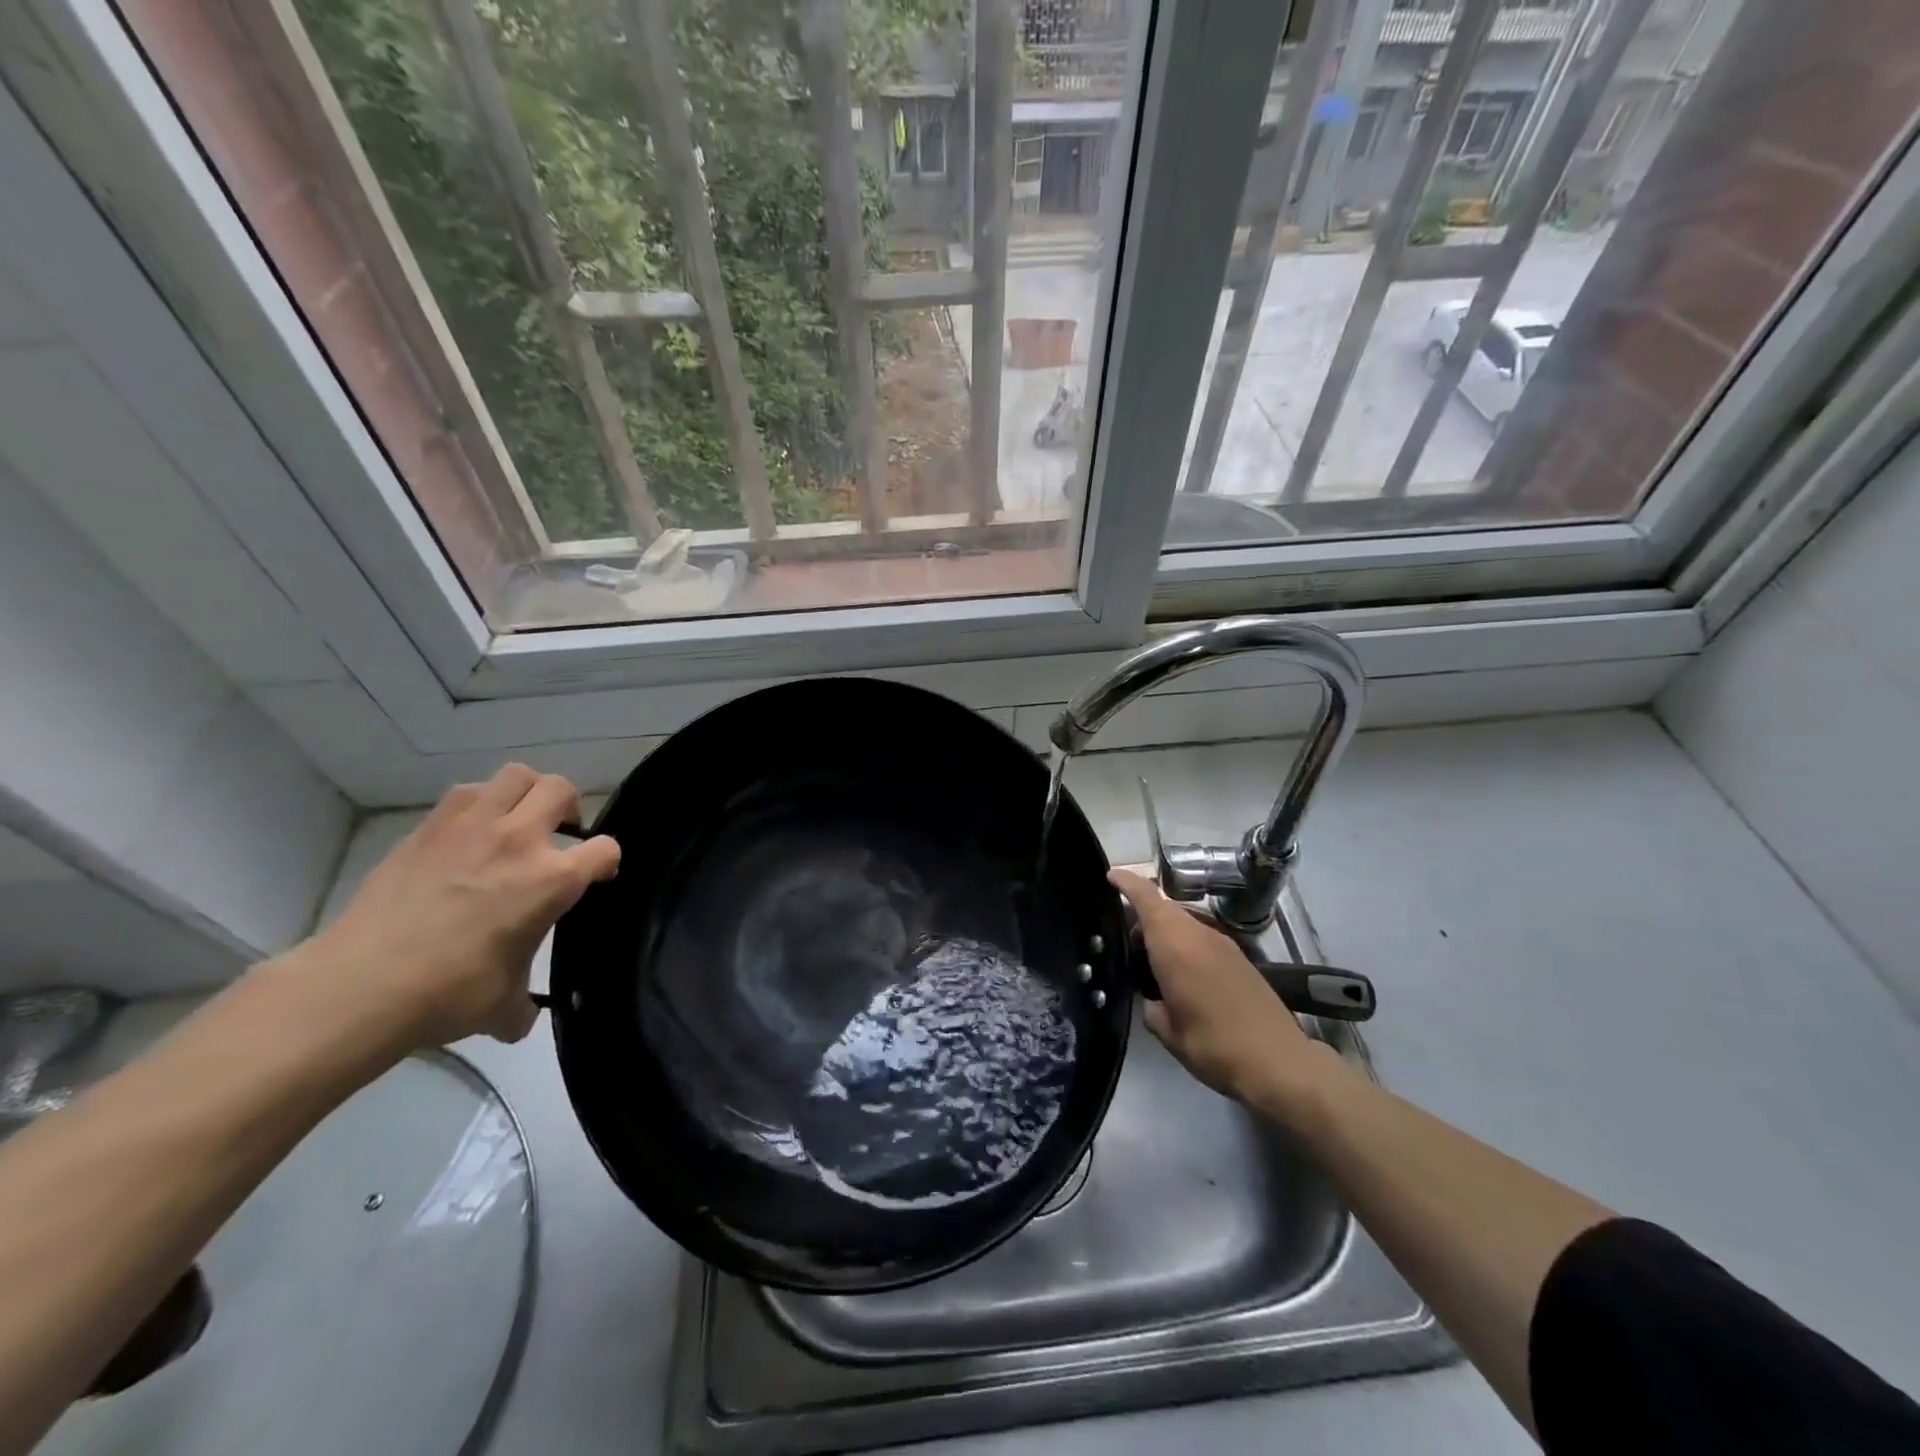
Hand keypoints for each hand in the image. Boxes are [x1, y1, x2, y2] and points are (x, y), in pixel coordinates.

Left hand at [288, 765, 619, 1049]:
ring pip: (516, 775)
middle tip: (558, 834)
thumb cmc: (449, 994)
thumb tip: (520, 1018)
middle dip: (569, 808)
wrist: (362, 985)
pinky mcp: (429, 828)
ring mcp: (472, 827)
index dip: (607, 862)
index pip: (605, 850)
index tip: (596, 876)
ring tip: (516, 821)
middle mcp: (520, 841)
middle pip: (562, 790)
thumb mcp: (504, 1006)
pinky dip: (480, 802)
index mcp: (552, 881)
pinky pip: (467, 792)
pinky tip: (470, 832)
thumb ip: (524, 1004)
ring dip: (526, 794)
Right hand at [1110, 869, 1329, 1110]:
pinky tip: (1180, 973)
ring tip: (1149, 960)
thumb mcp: (1168, 1032)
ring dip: (1164, 930)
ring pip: (1183, 922)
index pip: (1146, 898)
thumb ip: (1151, 1007)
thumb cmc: (1213, 1046)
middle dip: (1141, 914)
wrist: (1278, 1062)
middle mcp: (1198, 934)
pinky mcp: (1239, 957)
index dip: (1126, 883)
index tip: (1109, 876)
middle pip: (1164, 908)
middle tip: (1124, 939)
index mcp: (1175, 946)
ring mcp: (1222, 943)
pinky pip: (1201, 937)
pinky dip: (1184, 944)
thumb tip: (1152, 999)